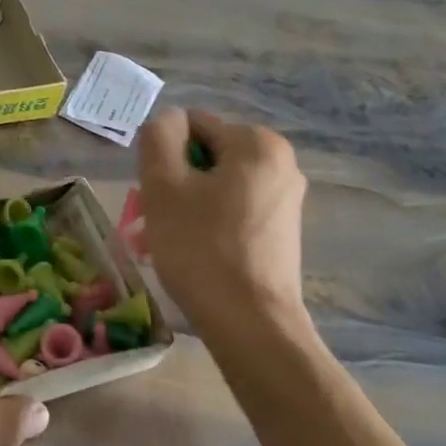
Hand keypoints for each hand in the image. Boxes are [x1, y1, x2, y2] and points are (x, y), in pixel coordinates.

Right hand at [138, 108, 308, 338]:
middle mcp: (282, 162)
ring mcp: (286, 198)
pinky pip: (234, 209)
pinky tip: (198, 255)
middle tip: (159, 222)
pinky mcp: (283, 230)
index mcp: (258, 142)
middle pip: (206, 156)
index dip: (164, 158)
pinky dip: (210, 223)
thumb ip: (159, 136)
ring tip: (173, 243)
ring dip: (188, 205)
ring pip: (217, 185)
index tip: (158, 197)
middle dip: (177, 183)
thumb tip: (168, 121)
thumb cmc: (202, 248)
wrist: (250, 324)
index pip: (192, 126)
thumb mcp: (164, 184)